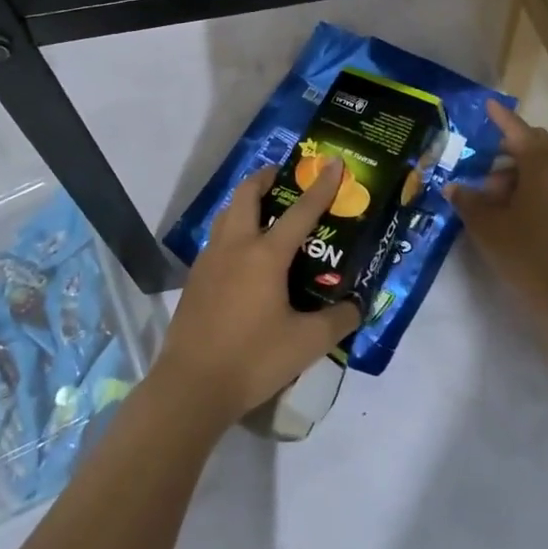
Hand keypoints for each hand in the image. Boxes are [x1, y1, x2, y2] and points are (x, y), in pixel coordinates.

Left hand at [152, 160, 362, 426]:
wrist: (191, 386)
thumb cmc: (253, 359)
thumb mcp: (307, 344)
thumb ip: (338, 321)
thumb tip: (356, 307)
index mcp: (265, 255)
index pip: (300, 212)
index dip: (321, 186)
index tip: (334, 162)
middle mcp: (235, 246)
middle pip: (246, 195)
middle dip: (266, 178)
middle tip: (284, 178)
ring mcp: (209, 260)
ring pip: (226, 214)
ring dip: (245, 202)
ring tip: (265, 211)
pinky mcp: (195, 279)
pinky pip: (217, 239)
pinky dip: (233, 229)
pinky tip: (243, 255)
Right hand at [450, 99, 547, 311]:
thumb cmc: (524, 251)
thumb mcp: (486, 225)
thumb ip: (468, 200)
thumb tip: (454, 187)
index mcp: (540, 164)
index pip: (518, 130)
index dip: (501, 118)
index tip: (488, 106)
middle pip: (535, 146)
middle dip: (509, 148)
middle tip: (483, 161)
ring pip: (544, 168)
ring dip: (518, 172)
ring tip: (491, 195)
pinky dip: (532, 188)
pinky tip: (512, 211)